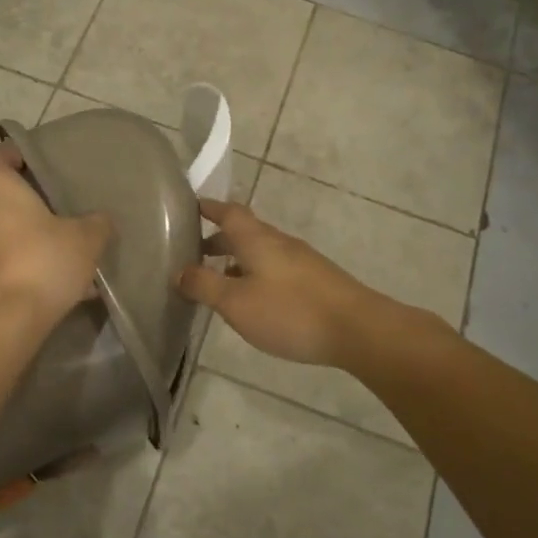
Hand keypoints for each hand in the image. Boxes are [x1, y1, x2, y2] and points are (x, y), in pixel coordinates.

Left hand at [0, 145, 112, 331]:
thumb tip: (100, 220)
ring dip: (13, 238)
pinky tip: (41, 284)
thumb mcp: (86, 238)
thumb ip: (96, 223)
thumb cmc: (44, 260)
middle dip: (16, 205)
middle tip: (48, 216)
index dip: (7, 156)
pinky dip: (9, 266)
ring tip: (49, 256)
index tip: (31, 167)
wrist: (7, 319)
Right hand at [177, 199, 386, 367]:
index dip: (209, 208)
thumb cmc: (290, 312)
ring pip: (261, 251)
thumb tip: (179, 271)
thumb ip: (204, 285)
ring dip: (237, 259)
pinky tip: (254, 299)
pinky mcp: (315, 281)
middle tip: (195, 251)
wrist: (358, 329)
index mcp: (257, 239)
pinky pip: (276, 269)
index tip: (190, 207)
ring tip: (218, 280)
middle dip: (219, 238)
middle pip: (245, 231)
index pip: (228, 212)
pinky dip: (256, 274)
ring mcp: (301, 260)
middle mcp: (279, 242)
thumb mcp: (236, 303)